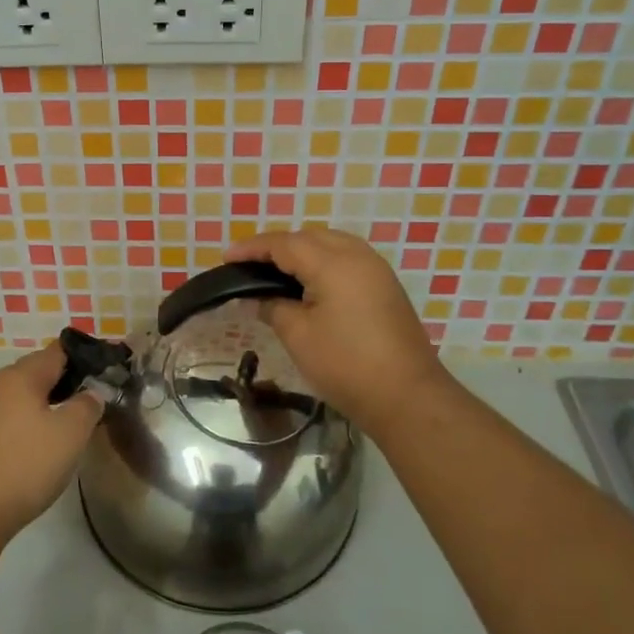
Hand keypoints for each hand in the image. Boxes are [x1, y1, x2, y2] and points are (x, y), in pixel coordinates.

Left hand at [0, 344, 102, 540]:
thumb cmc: (24, 465)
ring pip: (14, 398)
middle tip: (83, 405)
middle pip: (32, 374)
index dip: (79, 358)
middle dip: (58, 384)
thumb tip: (90, 393)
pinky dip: (17, 427)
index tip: (99, 374)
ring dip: (36, 408)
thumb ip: (87, 406)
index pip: (55, 352)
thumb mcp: (71, 435)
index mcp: (20, 376)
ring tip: (58, 430)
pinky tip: (28, 451)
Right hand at [225, 228, 446, 433]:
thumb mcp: (299, 336)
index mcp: (333, 263)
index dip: (252, 249)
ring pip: (331, 244)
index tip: (226, 258)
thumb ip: (274, 307)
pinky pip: (347, 259)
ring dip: (302, 251)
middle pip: (309, 237)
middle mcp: (357, 256)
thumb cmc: (346, 365)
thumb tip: (260, 298)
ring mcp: (376, 270)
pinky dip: (322, 262)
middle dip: (277, 246)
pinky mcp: (386, 286)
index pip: (284, 244)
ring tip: (276, 272)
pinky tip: (308, 283)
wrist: (408, 396)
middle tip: (250, 265)